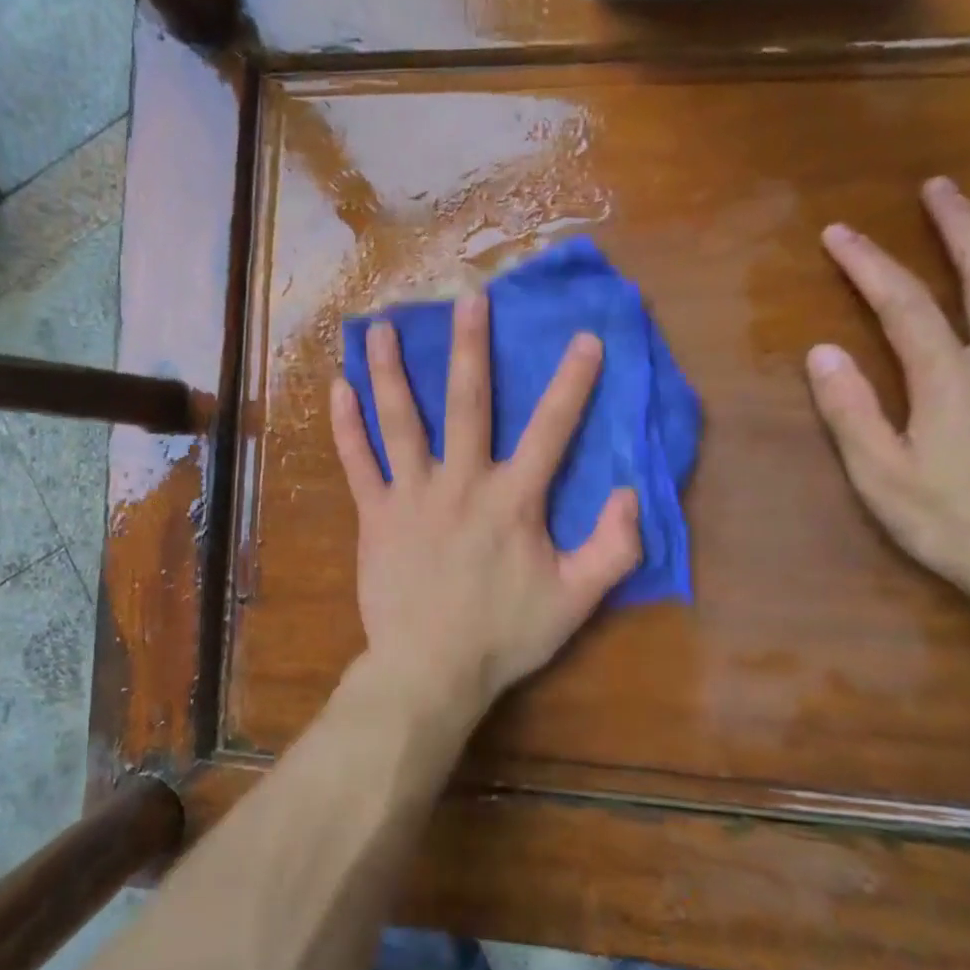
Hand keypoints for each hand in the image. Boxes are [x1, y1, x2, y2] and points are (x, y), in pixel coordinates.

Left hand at [329, 293, 641, 724]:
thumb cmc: (504, 636)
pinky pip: (357, 462)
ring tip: (384, 327)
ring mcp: (411, 495)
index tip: (585, 338)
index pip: (551, 429)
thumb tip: (630, 493)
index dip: (572, 383)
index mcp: (513, 499)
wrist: (430, 670)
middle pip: (468, 403)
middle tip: (469, 299)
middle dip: (471, 348)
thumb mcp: (576, 600)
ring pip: (401, 421)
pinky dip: (347, 425)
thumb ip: (613, 548)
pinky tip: (339, 388)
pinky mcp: (375, 514)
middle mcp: (461, 482)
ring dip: (393, 371)